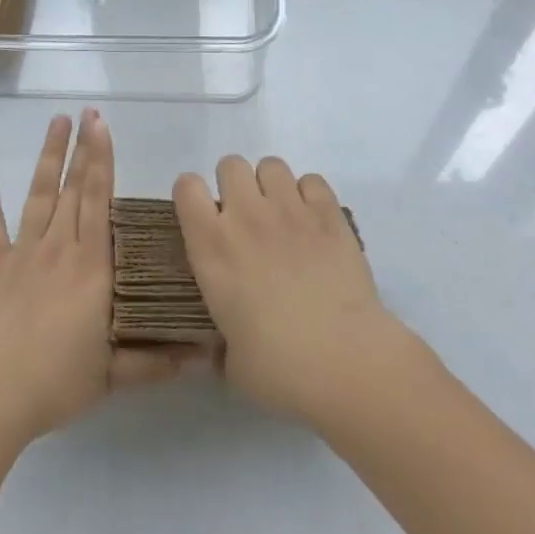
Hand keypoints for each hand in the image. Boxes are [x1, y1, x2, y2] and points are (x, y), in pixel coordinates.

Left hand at [0, 111, 204, 450]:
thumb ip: (156, 361)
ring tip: (57, 121)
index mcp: (92, 269)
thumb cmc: (54, 383)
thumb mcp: (112, 377)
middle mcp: (60, 248)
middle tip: (88, 112)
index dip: (102, 163)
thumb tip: (204, 357)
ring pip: (39, 194)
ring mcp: (23, 251)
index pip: (100, 204)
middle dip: (83, 149)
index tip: (104, 127)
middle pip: (74, 189)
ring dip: (49, 156)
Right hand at [174, 156, 419, 426]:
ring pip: (271, 165)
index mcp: (212, 247)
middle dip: (234, 185)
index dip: (192, 196)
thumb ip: (221, 345)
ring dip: (271, 186)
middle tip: (246, 219)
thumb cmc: (281, 369)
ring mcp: (290, 211)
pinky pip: (312, 180)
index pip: (186, 187)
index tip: (202, 218)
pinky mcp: (330, 215)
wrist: (347, 363)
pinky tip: (314, 224)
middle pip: (230, 164)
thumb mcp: (232, 362)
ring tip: (281, 217)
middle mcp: (246, 217)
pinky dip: (310, 196)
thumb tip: (222, 350)